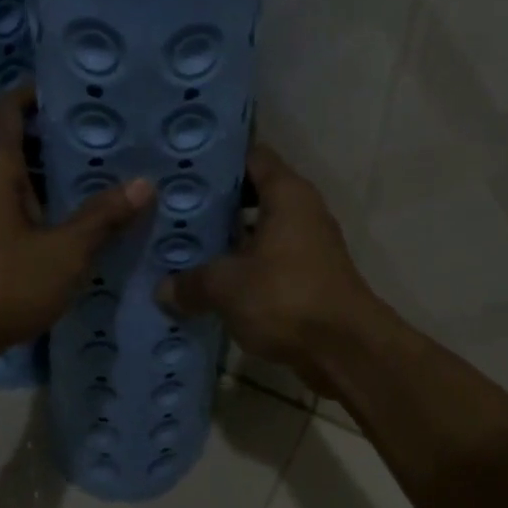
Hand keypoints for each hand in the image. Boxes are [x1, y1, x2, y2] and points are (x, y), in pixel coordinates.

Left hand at [0, 87, 153, 383]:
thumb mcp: (62, 252)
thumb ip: (102, 218)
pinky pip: (8, 208)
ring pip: (13, 178)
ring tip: (99, 176)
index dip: (43, 94)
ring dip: (49, 176)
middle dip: (57, 137)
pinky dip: (37, 206)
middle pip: (15, 140)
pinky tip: (72, 223)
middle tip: (106, 138)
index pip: (13, 106)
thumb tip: (144, 183)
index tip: (84, 95)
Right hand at [155, 144, 381, 396]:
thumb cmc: (286, 297)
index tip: (183, 166)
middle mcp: (302, 211)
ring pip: (259, 231)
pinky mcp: (307, 278)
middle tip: (173, 208)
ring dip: (226, 238)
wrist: (344, 351)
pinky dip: (241, 268)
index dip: (218, 159)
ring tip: (182, 244)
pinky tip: (207, 280)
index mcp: (287, 194)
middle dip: (215, 202)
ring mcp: (307, 246)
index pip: (252, 156)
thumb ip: (191, 282)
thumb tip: (163, 289)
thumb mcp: (226, 286)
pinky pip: (266, 261)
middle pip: (253, 193)